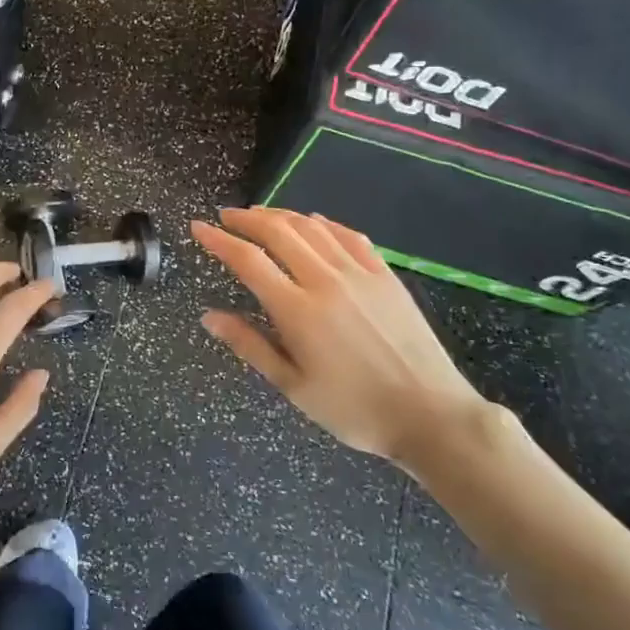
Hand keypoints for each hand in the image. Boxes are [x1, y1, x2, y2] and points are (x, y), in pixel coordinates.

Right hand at [192, 208, 486, 473]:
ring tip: (261, 215)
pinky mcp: (385, 275)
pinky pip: (349, 235)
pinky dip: (324, 223)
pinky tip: (313, 222)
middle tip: (226, 216)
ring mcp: (359, 274)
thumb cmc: (354, 410)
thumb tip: (209, 316)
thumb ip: (250, 345)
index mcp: (298, 311)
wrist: (431, 415)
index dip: (219, 240)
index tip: (198, 227)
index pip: (248, 260)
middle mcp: (325, 281)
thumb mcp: (293, 386)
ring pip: (312, 227)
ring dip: (281, 215)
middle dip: (246, 218)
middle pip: (279, 232)